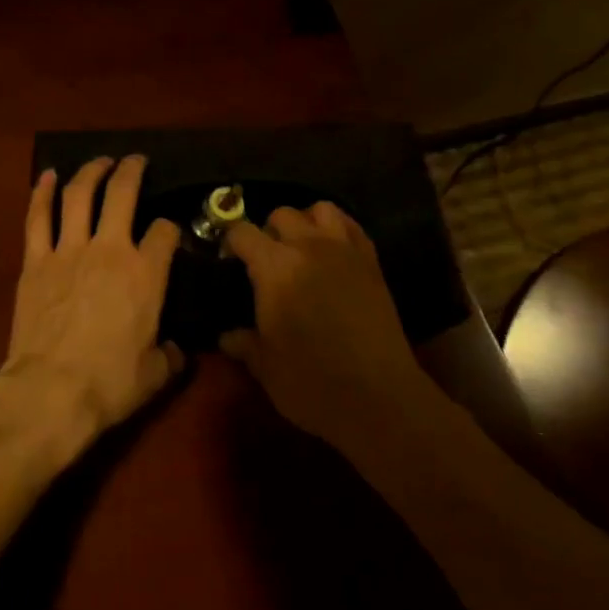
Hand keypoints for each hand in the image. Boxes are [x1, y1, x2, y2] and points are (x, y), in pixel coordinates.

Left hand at [0, 156, 185, 460]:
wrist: (50, 390)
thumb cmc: (109, 383)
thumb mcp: (155, 374)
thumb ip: (170, 355)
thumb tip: (176, 349)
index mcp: (145, 274)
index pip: (165, 232)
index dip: (171, 229)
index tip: (169, 234)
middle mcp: (110, 250)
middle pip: (123, 195)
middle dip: (132, 171)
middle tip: (136, 160)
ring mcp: (68, 251)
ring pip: (79, 195)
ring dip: (90, 172)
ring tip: (100, 161)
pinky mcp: (35, 261)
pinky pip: (38, 217)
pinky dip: (42, 192)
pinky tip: (48, 175)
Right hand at [220, 202, 429, 440]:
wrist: (380, 399)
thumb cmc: (311, 382)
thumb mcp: (264, 366)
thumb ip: (243, 343)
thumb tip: (227, 336)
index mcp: (273, 267)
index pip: (241, 232)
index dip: (230, 244)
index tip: (227, 264)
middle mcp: (308, 247)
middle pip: (281, 214)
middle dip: (267, 230)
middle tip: (264, 261)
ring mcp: (345, 253)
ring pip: (321, 209)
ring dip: (306, 223)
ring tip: (301, 249)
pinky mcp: (373, 266)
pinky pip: (354, 228)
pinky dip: (339, 231)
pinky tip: (332, 254)